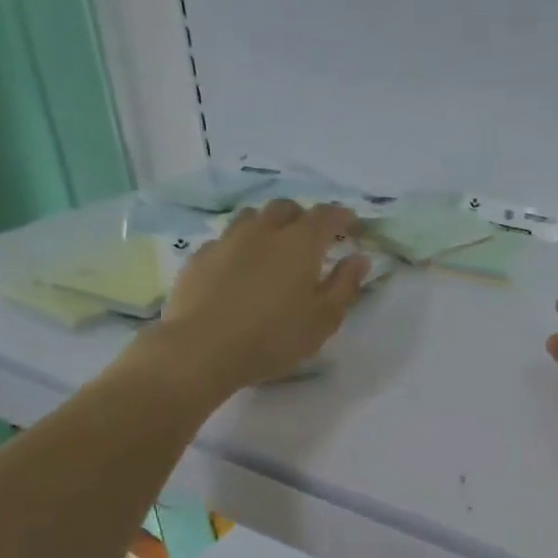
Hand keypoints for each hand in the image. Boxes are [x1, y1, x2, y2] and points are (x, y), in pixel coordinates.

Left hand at [143, 199, 370, 399]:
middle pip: (286, 208)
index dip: (343, 217)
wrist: (202, 349)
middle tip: (312, 241)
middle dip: (303, 218)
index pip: (327, 215)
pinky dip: (239, 247)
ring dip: (268, 226)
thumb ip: (345, 285)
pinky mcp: (199, 257)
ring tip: (273, 251)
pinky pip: (225, 240)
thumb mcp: (324, 320)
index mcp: (300, 243)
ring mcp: (227, 240)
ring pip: (252, 217)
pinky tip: (239, 271)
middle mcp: (264, 230)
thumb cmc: (274, 337)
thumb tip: (358, 258)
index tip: (352, 228)